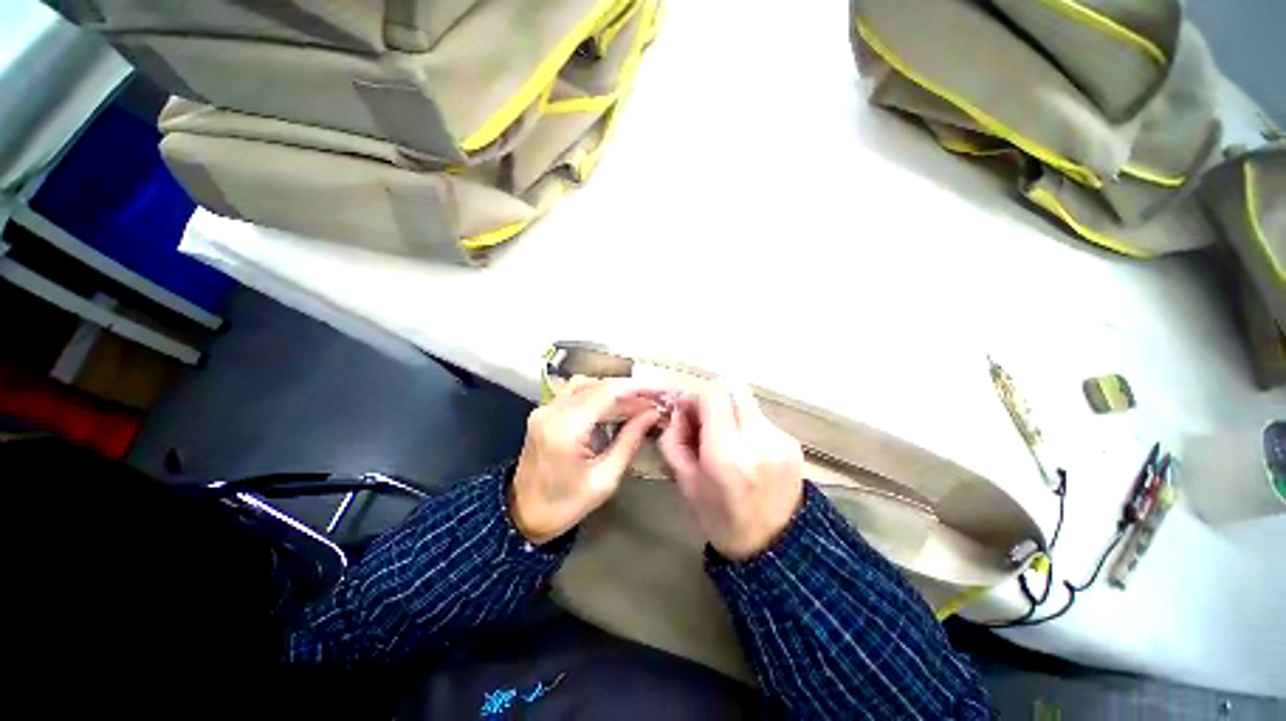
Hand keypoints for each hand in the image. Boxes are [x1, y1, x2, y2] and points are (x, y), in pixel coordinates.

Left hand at [511, 376, 662, 543]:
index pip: (607, 392)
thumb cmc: (566, 504)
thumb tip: (651, 415)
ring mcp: (543, 411)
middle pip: (596, 385)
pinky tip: (615, 412)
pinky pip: (572, 396)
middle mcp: (551, 411)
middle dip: (628, 391)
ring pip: (584, 386)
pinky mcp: (542, 415)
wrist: (525, 514)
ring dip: (612, 393)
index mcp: (566, 428)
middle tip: (655, 402)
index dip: (637, 389)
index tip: (661, 393)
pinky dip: (595, 398)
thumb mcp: (604, 479)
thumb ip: (629, 442)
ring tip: (638, 407)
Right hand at [659, 382, 804, 559]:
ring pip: (750, 406)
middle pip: (734, 391)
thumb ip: (676, 444)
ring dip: (734, 416)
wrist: (772, 546)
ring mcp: (780, 441)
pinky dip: (752, 431)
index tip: (687, 415)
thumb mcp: (686, 487)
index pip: (712, 396)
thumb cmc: (721, 521)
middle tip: (706, 426)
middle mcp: (757, 440)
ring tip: (729, 446)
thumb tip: (679, 413)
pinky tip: (750, 457)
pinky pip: (765, 423)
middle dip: (715, 404)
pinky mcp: (794, 445)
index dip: (695, 400)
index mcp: (726, 455)